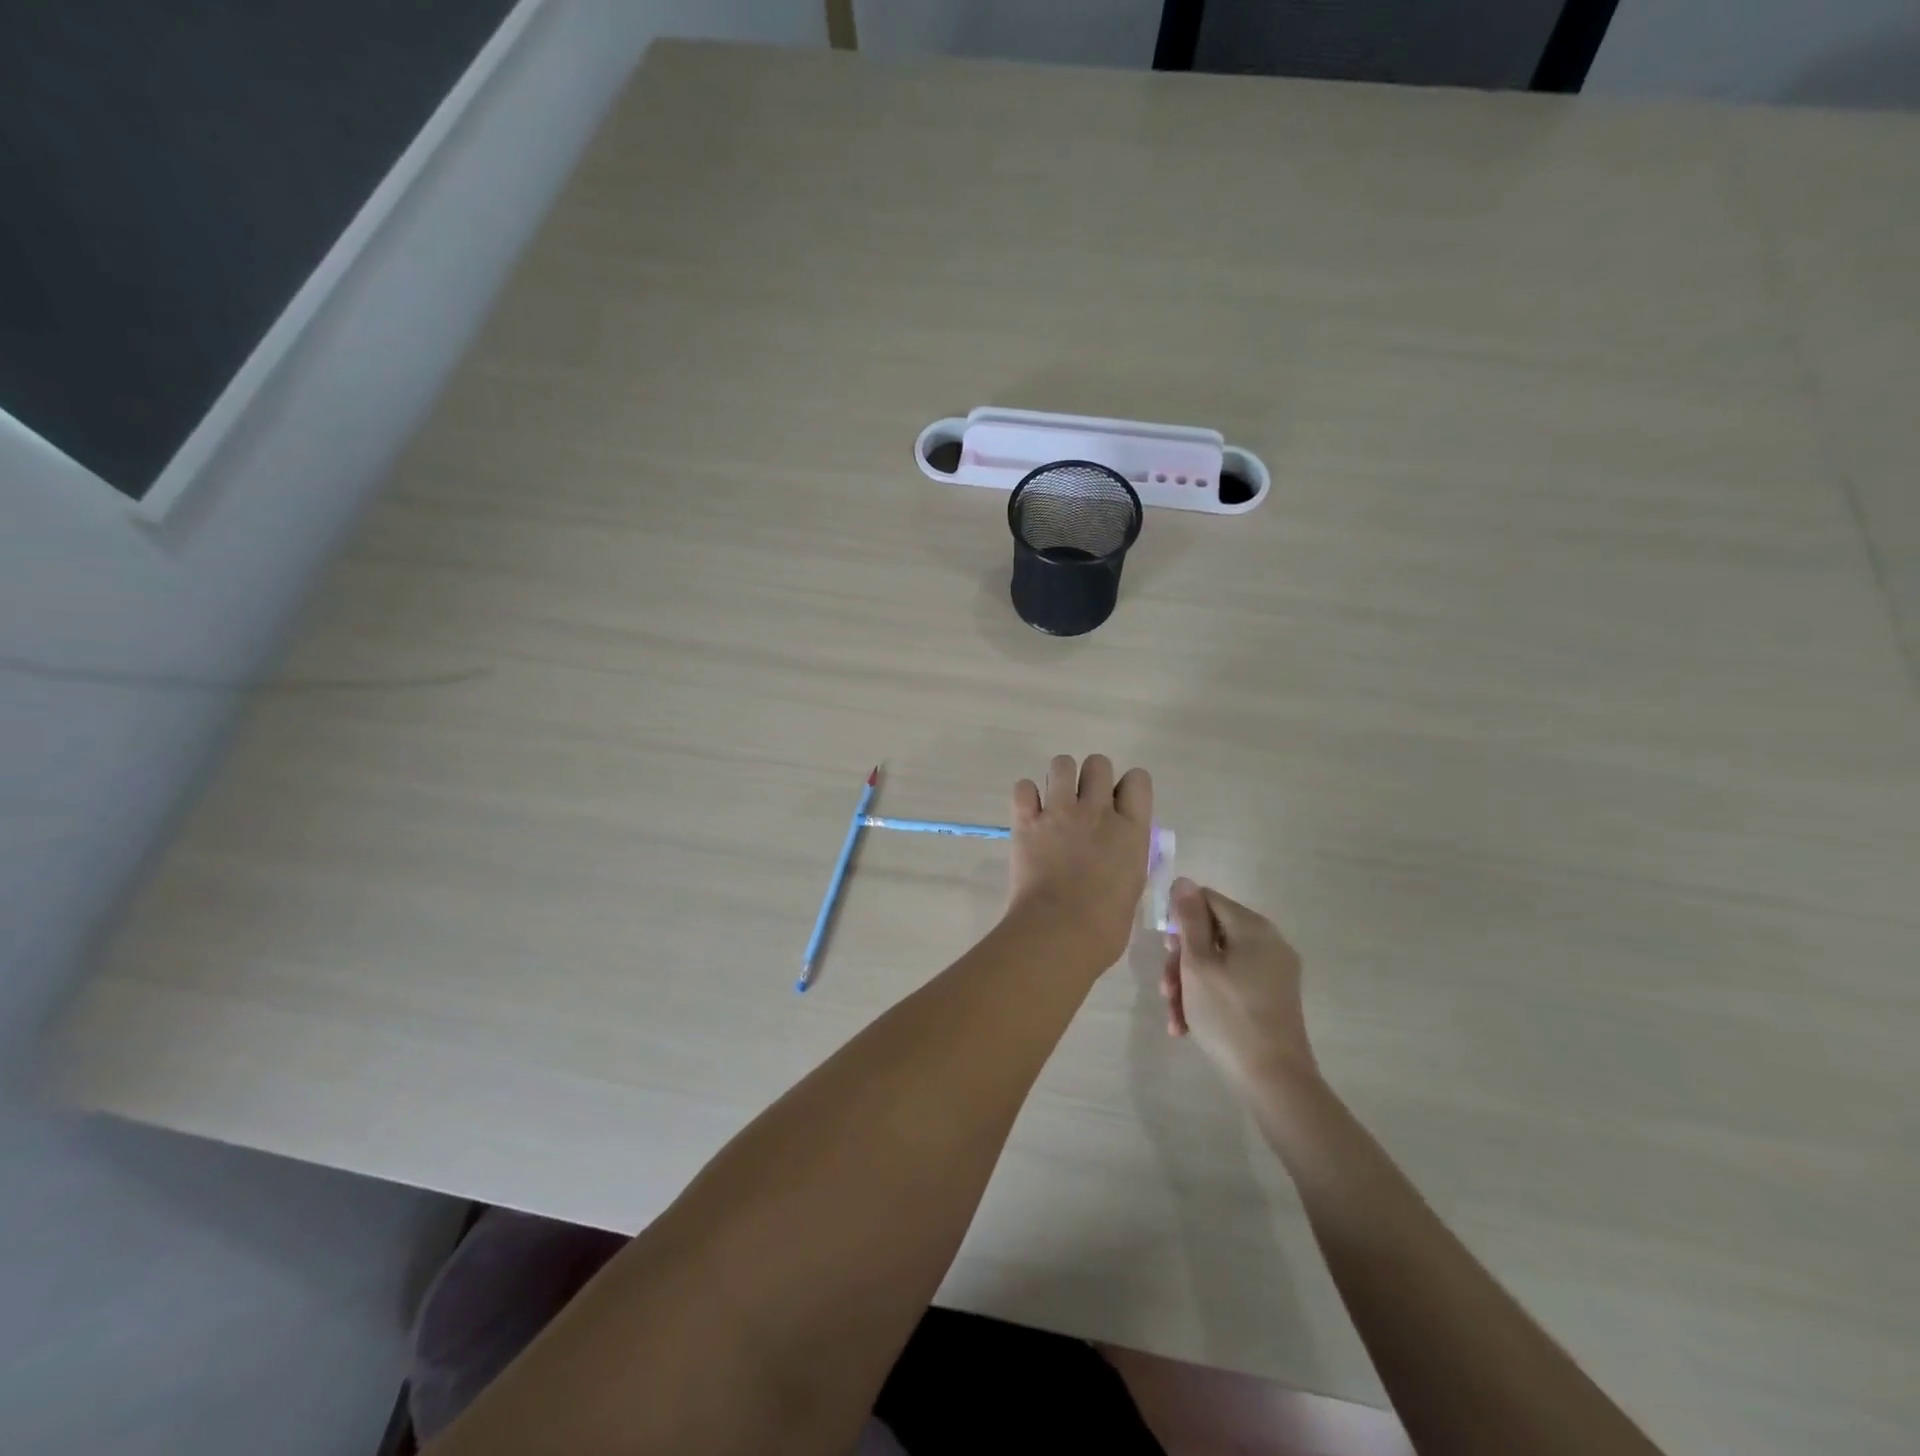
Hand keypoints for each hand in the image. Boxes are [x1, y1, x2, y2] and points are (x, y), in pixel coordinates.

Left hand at [1006, 755, 1152, 970]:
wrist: (1060, 932)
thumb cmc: (1105, 925)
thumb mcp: (1132, 886)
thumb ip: (1126, 856)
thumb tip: (1117, 851)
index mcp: (1131, 830)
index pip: (1138, 780)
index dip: (1127, 788)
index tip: (1119, 805)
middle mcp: (1098, 811)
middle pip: (1098, 763)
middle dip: (1091, 777)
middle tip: (1084, 803)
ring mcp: (1060, 812)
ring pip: (1061, 763)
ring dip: (1059, 778)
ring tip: (1055, 802)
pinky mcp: (1027, 821)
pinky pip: (1023, 787)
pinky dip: (1026, 797)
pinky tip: (1029, 814)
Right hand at [1160, 879, 1317, 1091]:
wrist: (1273, 1080)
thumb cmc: (1229, 1016)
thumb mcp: (1198, 964)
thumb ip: (1189, 919)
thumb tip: (1184, 881)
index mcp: (1253, 928)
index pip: (1207, 899)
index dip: (1181, 918)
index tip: (1165, 949)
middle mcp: (1269, 942)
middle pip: (1210, 933)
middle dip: (1181, 960)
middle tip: (1166, 987)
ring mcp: (1274, 972)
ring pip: (1217, 962)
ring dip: (1188, 984)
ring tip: (1174, 1015)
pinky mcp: (1272, 998)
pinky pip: (1232, 983)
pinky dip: (1208, 997)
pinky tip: (1187, 1025)